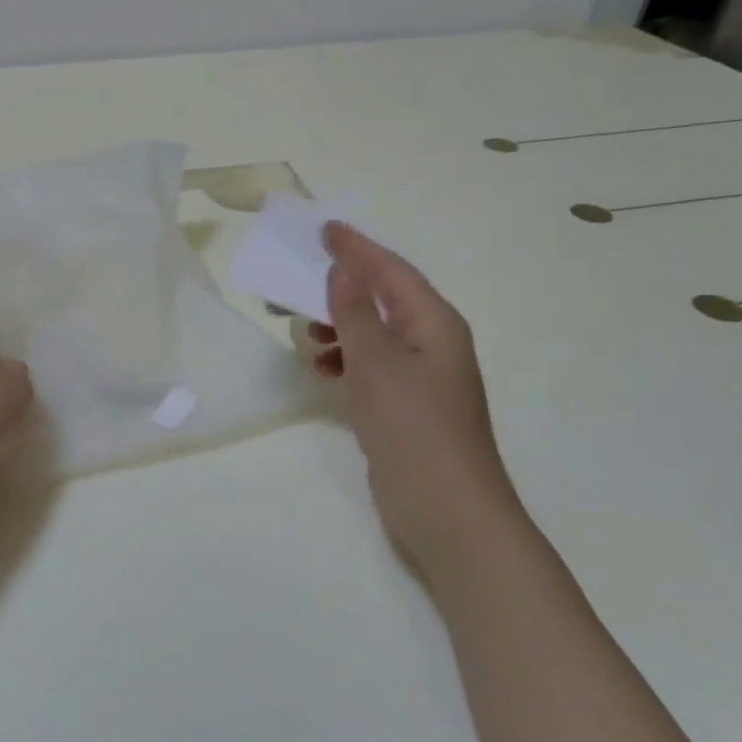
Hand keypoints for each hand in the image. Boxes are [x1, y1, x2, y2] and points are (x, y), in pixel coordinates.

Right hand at [311, 222, 520, 564]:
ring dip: (339, 325)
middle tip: (294, 280)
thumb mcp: (378, 363)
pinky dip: (346, 359)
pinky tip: (322, 368)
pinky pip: (371, 366)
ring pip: (374, 334)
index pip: (390, 271)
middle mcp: (432, 342)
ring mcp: (421, 378)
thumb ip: (356, 313)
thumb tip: (343, 268)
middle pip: (382, 299)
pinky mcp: (407, 407)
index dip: (356, 248)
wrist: (447, 512)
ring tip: (302, 329)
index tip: (323, 229)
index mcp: (434, 323)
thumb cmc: (413, 429)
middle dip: (339, 287)